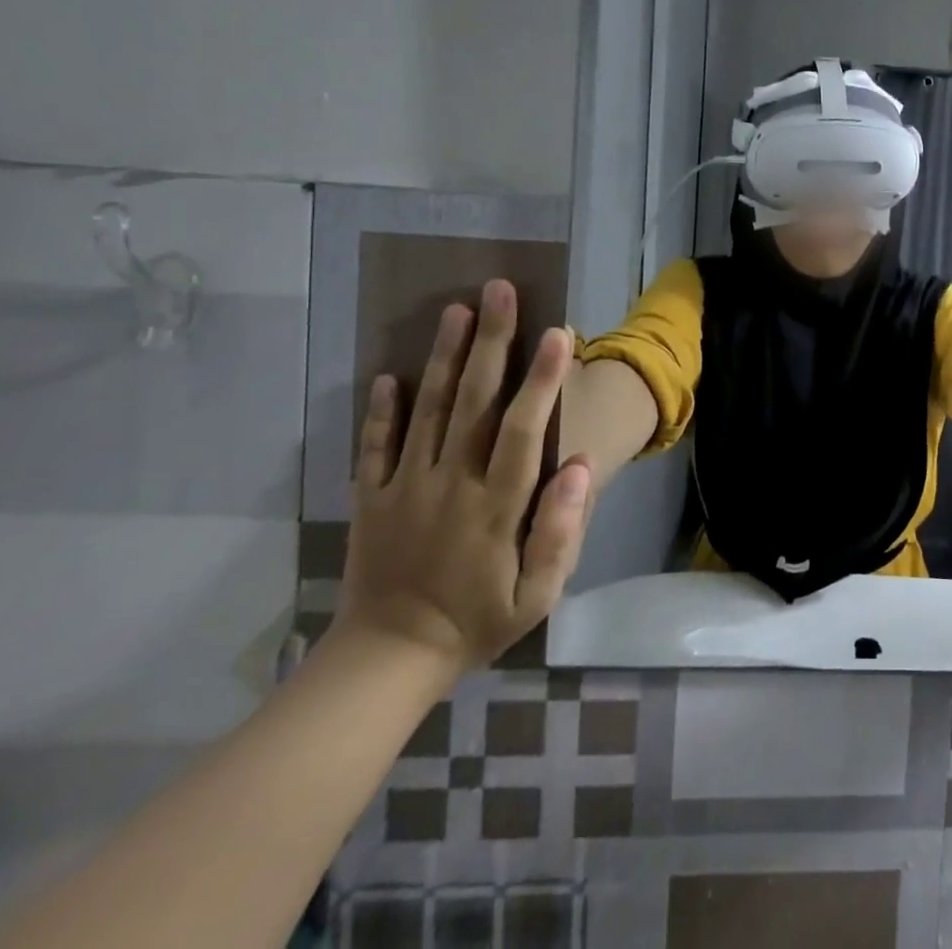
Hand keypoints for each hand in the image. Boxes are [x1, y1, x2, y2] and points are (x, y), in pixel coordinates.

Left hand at [337, 280, 593, 674]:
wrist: (388, 660)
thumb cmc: (478, 620)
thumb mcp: (537, 594)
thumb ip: (561, 531)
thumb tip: (581, 466)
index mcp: (496, 505)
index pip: (524, 430)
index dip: (542, 380)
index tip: (557, 334)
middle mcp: (450, 484)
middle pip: (473, 402)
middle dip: (491, 343)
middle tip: (498, 291)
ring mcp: (405, 488)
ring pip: (426, 411)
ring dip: (442, 357)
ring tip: (456, 310)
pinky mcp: (371, 498)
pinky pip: (374, 447)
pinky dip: (379, 410)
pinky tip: (388, 373)